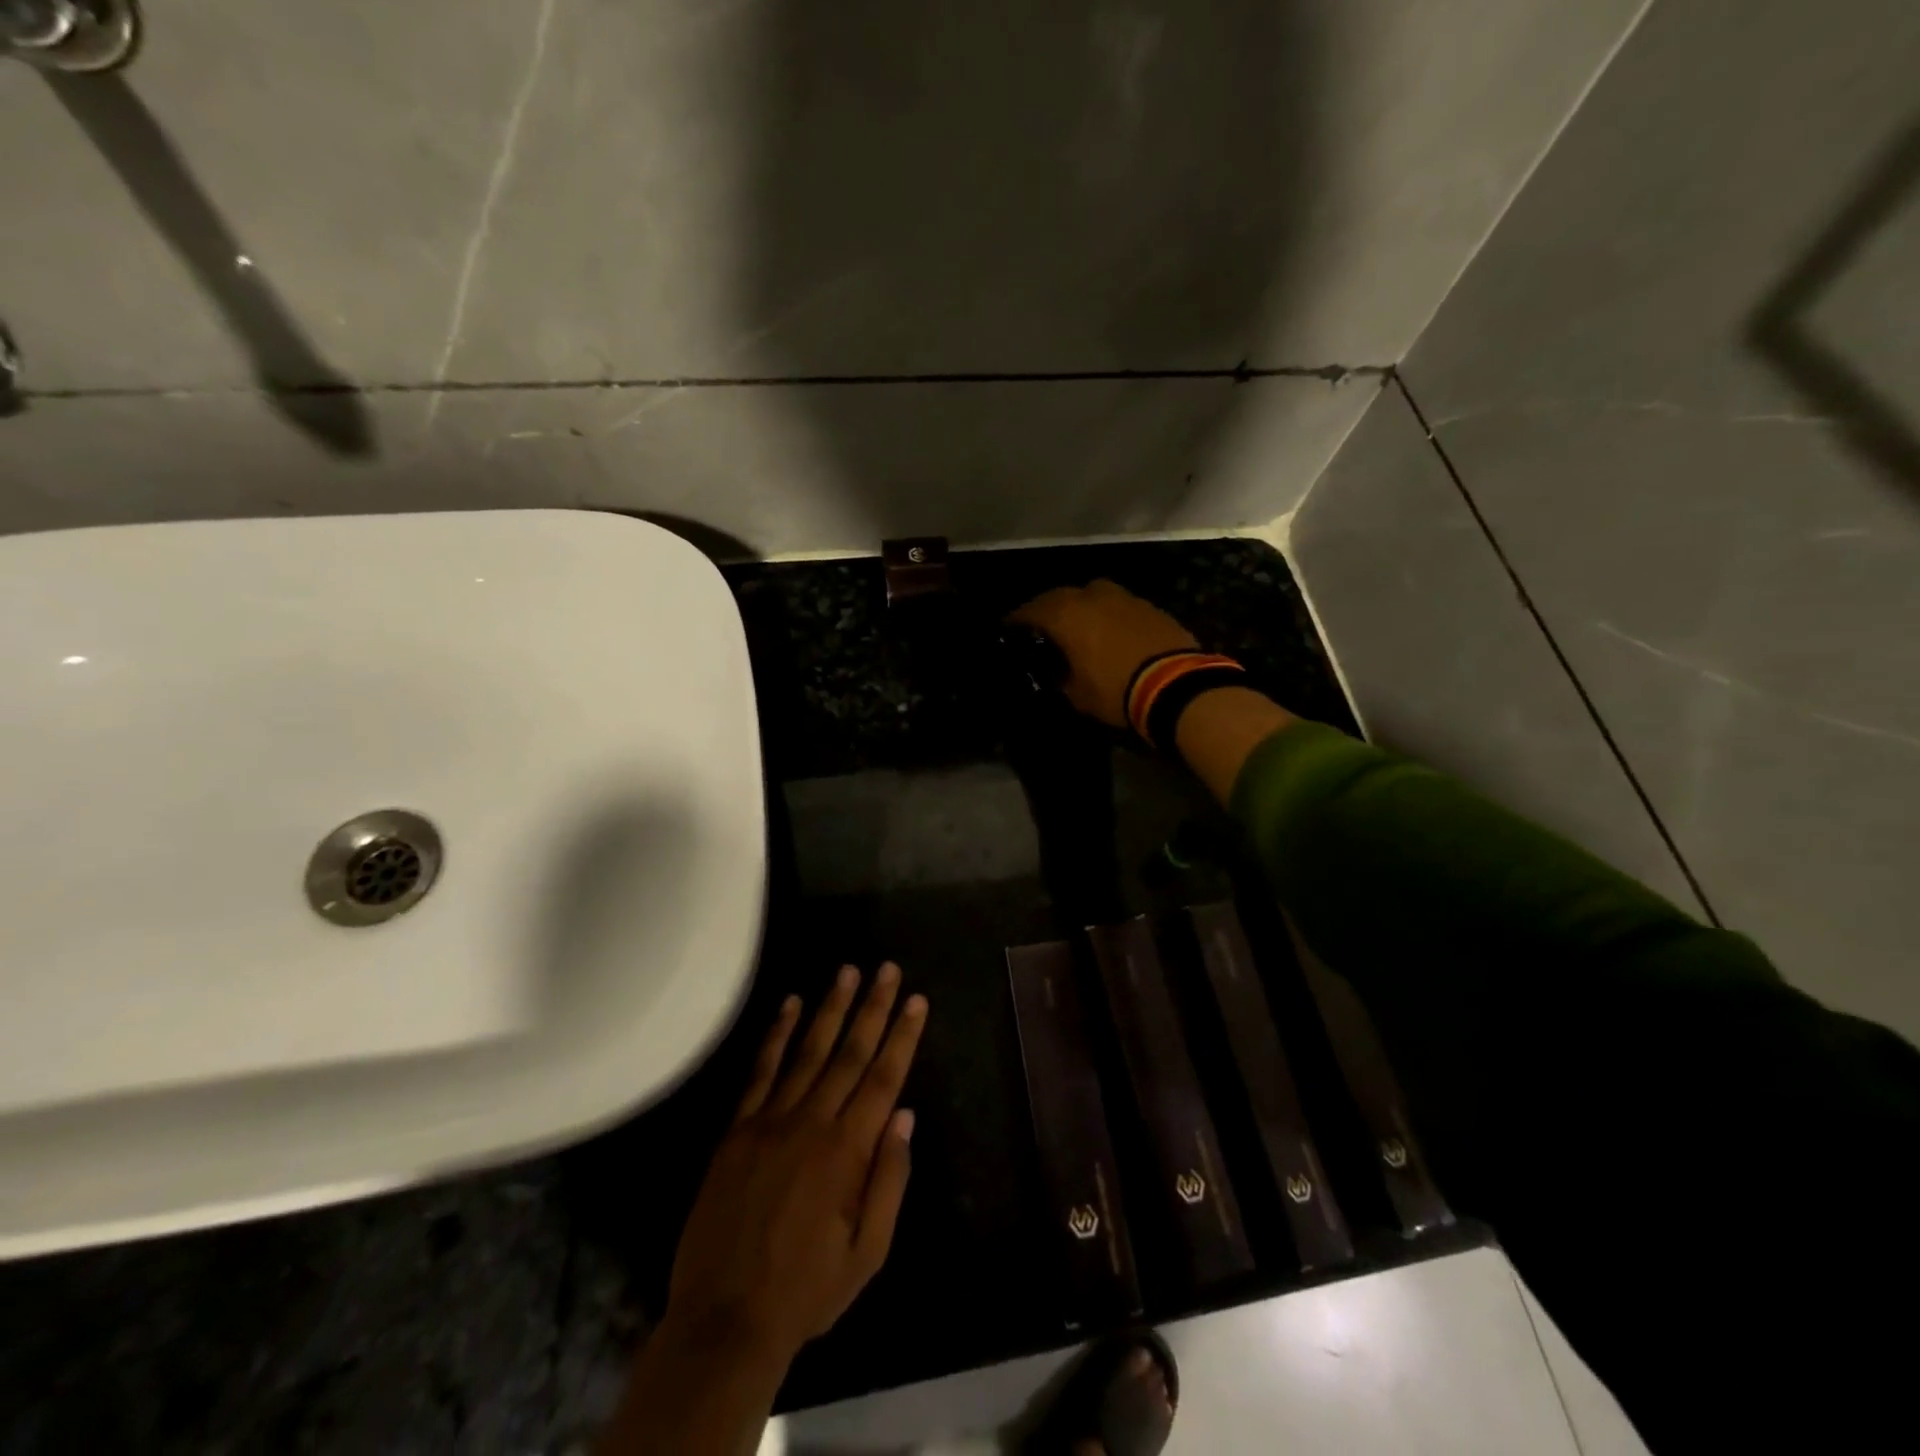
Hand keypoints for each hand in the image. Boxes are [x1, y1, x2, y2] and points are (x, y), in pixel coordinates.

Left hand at [662, 964, 927, 1367]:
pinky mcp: (737, 1129)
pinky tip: (790, 1004)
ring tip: (848, 971)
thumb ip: (889, 1181)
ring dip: (830, 1008)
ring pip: (808, 1051)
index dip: (902, 1036)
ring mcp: (770, 1121)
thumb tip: (905, 1116)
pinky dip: (776, 1035)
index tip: (916, 1000)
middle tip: (887, 969)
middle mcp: (811, 1123)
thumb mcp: (868, 1253)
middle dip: (873, 1008)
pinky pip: (760, 1071)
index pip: (883, 1079)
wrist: (724, 1321)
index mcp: (847, 1152)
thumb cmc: (806, 1290)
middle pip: (849, 1053)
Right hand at [1009, 579, 1199, 728]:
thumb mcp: (1077, 694)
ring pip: (1092, 596)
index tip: (1008, 629)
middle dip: (1048, 609)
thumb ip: (1062, 677)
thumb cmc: (1115, 689)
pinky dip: (1107, 615)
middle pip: (1060, 596)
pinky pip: (1117, 606)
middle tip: (1041, 627)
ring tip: (1077, 627)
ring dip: (1081, 608)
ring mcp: (1123, 597)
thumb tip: (1060, 673)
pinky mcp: (1148, 606)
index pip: (1030, 611)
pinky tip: (1108, 633)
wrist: (1176, 684)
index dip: (1016, 621)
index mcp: (1066, 614)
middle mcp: (1091, 596)